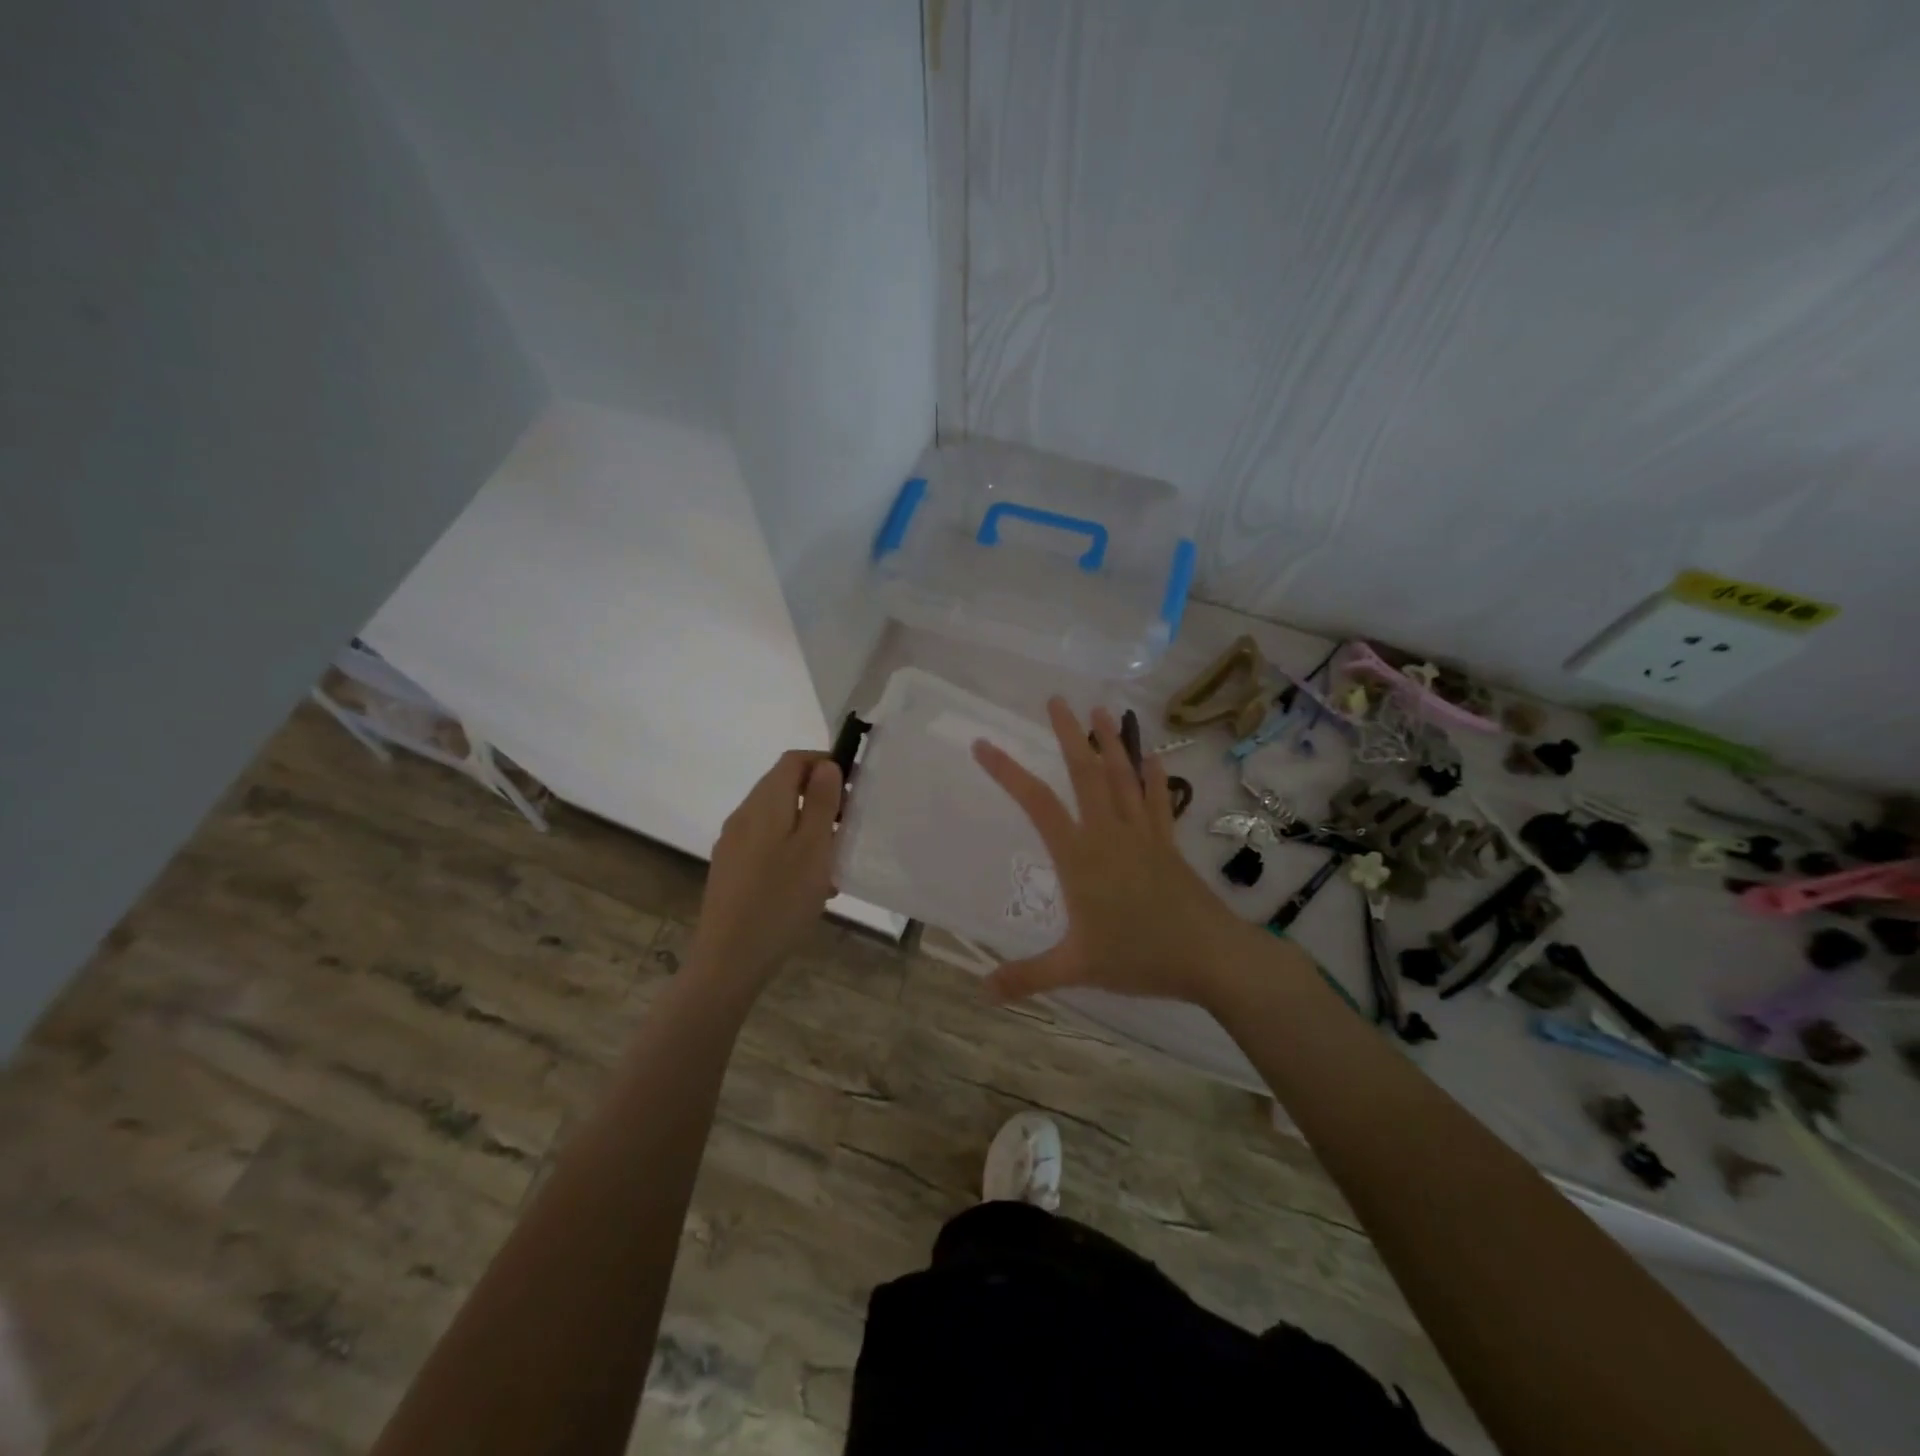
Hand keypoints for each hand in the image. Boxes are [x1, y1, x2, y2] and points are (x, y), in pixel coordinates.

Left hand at [691, 750, 842, 986]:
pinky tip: (808, 885)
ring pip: (777, 819)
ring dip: (807, 828)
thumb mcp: (814, 847)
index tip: (852, 787)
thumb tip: (825, 765)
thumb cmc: (781, 899)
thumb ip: (821, 802)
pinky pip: (766, 845)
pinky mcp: (730, 870)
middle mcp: (743, 816)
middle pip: (783, 788)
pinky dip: (791, 850)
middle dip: (819, 799)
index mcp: (764, 803)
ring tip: (832, 863)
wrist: (729, 959)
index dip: (824, 763)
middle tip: (847, 828)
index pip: (793, 760)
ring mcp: (732, 844)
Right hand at [971, 699, 1267, 1006]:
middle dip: (1068, 734)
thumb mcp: (1077, 968)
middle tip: (1055, 700)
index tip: (983, 744)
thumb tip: (983, 990)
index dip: (1007, 771)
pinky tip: (1153, 756)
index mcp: (1080, 856)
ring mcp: (1143, 834)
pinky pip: (1159, 800)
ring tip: (1100, 710)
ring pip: (1122, 777)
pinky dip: (1155, 776)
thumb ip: (1028, 976)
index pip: (1036, 803)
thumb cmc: (1140, 957)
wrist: (1212, 957)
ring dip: (1110, 742)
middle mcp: (1109, 833)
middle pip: (1084, 772)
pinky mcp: (1168, 843)